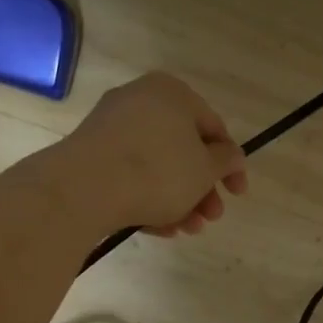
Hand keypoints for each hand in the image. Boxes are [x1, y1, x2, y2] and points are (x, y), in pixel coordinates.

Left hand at [64, 72, 247, 235]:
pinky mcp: (89, 154)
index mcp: (172, 92)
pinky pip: (128, 175)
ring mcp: (110, 127)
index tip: (237, 194)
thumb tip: (232, 156)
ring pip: (156, 166)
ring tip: (186, 229)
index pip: (213, 127)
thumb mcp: (206, 169)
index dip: (230, 164)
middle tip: (211, 218)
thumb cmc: (158, 171)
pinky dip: (147, 199)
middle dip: (201, 189)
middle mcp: (140, 101)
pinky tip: (159, 228)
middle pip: (183, 149)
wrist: (84, 189)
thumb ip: (226, 161)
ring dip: (178, 200)